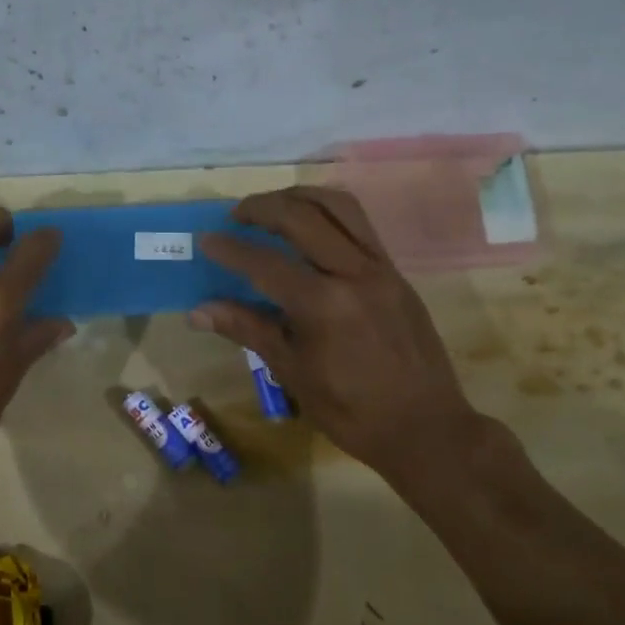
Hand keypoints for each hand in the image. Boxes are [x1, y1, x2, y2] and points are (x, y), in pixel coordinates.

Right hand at [192, 187, 498, 483]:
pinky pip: (360, 223)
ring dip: (299, 196)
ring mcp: (381, 268)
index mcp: (323, 305)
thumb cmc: (352, 410)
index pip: (264, 263)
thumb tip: (198, 312)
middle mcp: (354, 273)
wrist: (427, 428)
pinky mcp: (396, 271)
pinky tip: (310, 225)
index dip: (230, 249)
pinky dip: (329, 211)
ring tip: (273, 207)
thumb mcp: (292, 372)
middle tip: (236, 216)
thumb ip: (247, 329)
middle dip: (261, 207)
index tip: (206, 240)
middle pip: (300, 216)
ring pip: (338, 206)